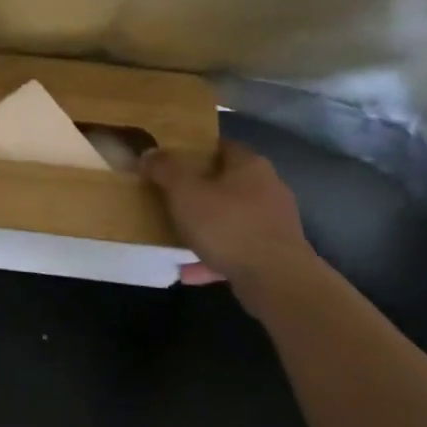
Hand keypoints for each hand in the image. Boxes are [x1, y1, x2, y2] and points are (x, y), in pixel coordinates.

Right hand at [142, 140, 318, 286]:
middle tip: (168, 197)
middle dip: (198, 191)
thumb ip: (164, 170)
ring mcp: (274, 223)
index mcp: (249, 165)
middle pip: (226, 183)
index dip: (194, 151)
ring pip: (231, 219)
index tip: (170, 160)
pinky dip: (213, 257)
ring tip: (175, 236)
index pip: (221, 146)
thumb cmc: (228, 226)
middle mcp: (267, 188)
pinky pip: (236, 250)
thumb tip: (148, 153)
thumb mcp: (184, 192)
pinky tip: (188, 271)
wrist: (277, 281)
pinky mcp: (275, 255)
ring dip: (205, 227)